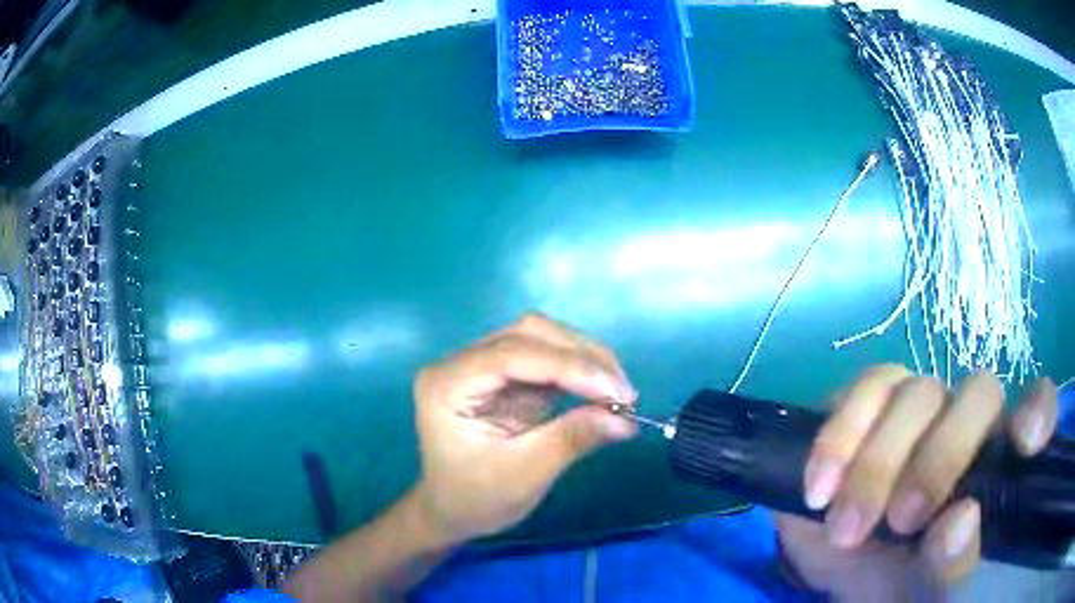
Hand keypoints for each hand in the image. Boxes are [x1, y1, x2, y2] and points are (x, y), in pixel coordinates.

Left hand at [410, 314, 637, 544]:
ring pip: (541, 340)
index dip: (570, 367)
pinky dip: (579, 373)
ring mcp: (483, 367)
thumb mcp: (523, 475)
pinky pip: (546, 361)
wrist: (450, 513)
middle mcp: (461, 364)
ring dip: (585, 360)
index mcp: (447, 384)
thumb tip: (626, 420)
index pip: (513, 355)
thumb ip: (571, 439)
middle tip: (623, 393)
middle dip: (582, 357)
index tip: (617, 393)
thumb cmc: (474, 499)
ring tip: (620, 392)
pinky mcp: (504, 378)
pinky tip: (603, 392)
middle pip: (528, 334)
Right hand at [777, 366, 1057, 598]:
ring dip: (878, 464)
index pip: (1037, 406)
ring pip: (915, 391)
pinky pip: (861, 391)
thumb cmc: (903, 587)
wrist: (843, 573)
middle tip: (902, 522)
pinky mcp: (869, 402)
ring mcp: (920, 405)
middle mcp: (970, 422)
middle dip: (941, 458)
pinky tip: (820, 490)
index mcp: (1000, 461)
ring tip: (847, 530)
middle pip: (978, 393)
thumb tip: (959, 522)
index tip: (1026, 443)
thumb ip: (954, 566)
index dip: (1037, 410)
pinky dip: (838, 441)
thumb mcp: (930, 592)